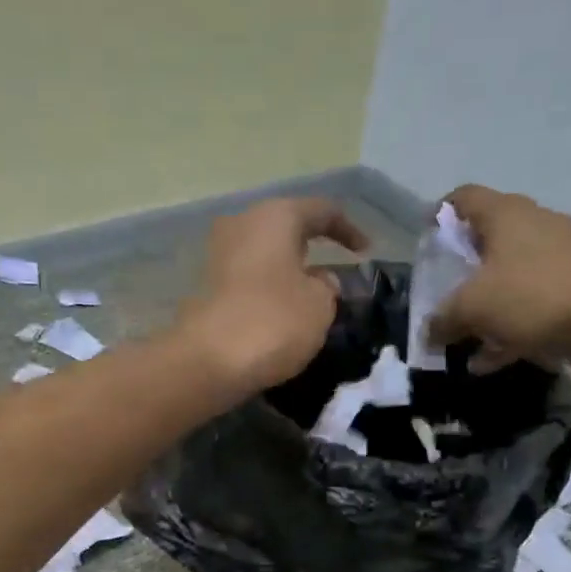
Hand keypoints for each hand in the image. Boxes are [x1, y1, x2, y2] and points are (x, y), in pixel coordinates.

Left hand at [177, 197, 367, 393]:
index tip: (365, 252)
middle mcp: (242, 224)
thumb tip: (317, 280)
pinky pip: (247, 279)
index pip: (321, 211)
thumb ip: (327, 286)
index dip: (348, 230)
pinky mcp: (205, 287)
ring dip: (286, 271)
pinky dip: (266, 290)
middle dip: (310, 249)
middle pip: (285, 229)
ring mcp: (218, 254)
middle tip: (333, 272)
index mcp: (275, 216)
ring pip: (264, 255)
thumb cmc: (274, 321)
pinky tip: (279, 313)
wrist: (209, 360)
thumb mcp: (320, 304)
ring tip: (308, 297)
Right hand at [430, 184, 570, 372]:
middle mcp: (533, 225)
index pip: (463, 198)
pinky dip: (508, 327)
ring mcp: (559, 256)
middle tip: (441, 298)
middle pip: (486, 242)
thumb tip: (429, 331)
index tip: (425, 242)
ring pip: (509, 278)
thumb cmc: (534, 296)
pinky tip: (490, 360)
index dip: (439, 215)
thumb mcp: (472, 308)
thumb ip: (443, 318)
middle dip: (460, 273)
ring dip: (484, 308)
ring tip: (462, 341)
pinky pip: (530, 305)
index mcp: (505, 214)